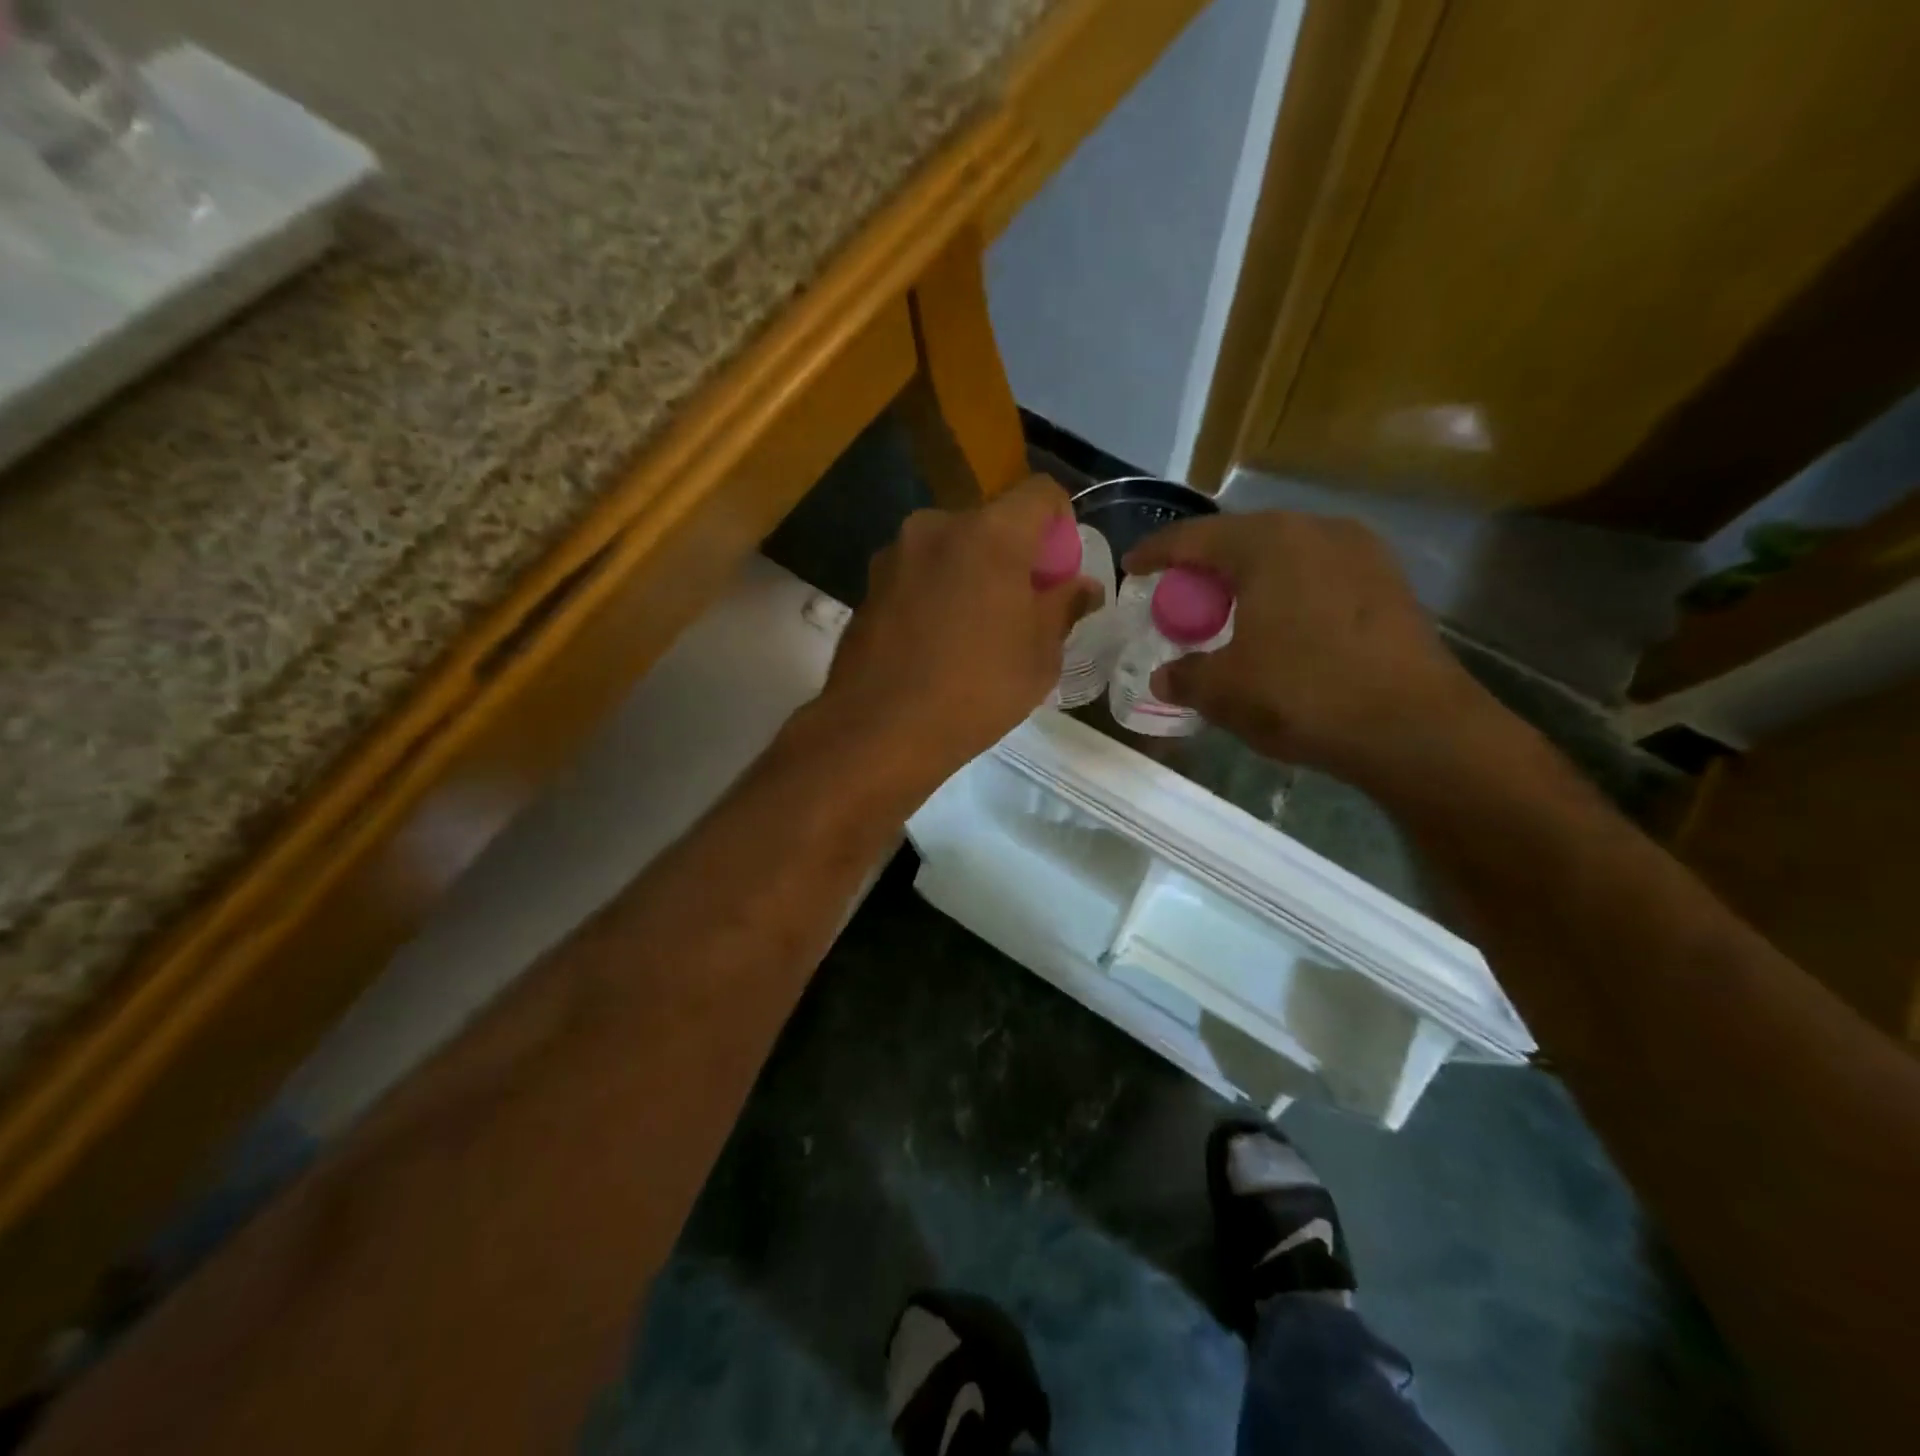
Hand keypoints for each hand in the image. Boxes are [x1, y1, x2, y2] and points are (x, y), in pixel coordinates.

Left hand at [822, 476, 1098, 782]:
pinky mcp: (868, 584)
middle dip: (1013, 556)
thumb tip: (1082, 586)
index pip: (1040, 493)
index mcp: (990, 532)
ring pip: (951, 549)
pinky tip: (935, 643)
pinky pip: (918, 574)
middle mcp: (937, 526)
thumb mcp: (1040, 655)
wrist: (879, 730)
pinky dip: (936, 592)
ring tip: (974, 631)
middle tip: (1020, 609)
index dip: (1060, 526)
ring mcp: (895, 554)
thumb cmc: (977, 690)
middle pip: (991, 522)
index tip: (1057, 574)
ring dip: (971, 574)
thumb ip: (1064, 607)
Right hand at [1124, 510, 1499, 786]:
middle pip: (1241, 538)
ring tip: (1229, 611)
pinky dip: (1286, 590)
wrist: (1415, 727)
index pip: (1194, 537)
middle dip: (1204, 566)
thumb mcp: (1225, 691)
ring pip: (1284, 554)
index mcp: (1268, 543)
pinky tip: (1280, 625)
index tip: (1132, 567)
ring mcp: (1361, 551)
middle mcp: (1315, 530)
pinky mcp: (1388, 581)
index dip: (1156, 553)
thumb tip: (1164, 676)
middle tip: (1180, 596)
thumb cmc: (1304, 695)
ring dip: (1248, 578)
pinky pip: (1317, 572)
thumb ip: (1185, 676)